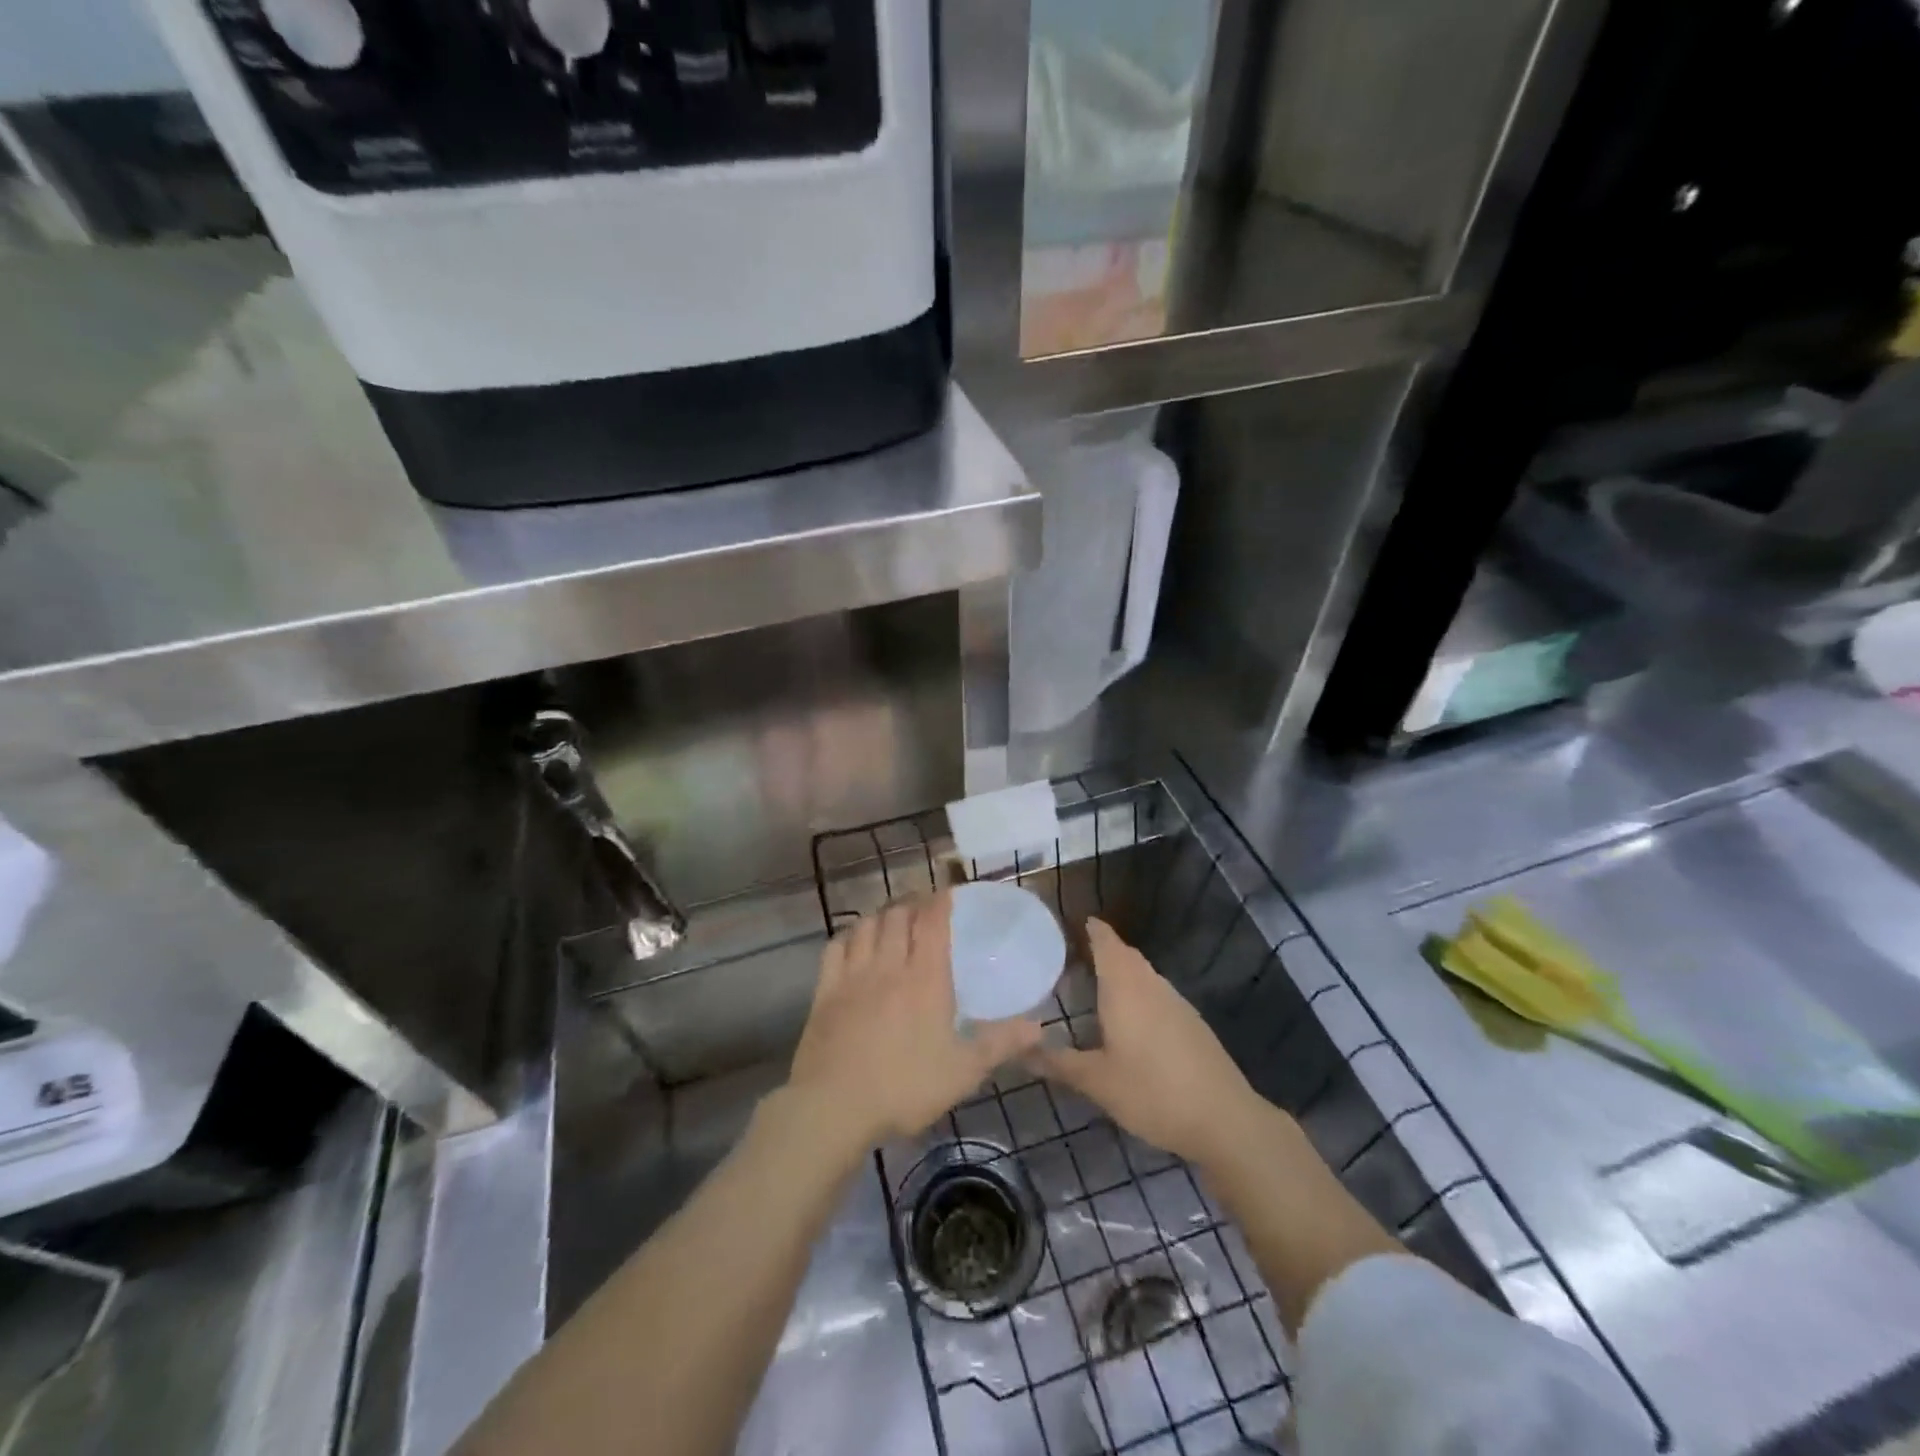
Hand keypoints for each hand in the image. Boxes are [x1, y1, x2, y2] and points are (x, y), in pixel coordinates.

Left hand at [785, 892, 1042, 1156]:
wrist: (834, 1107)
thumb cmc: (906, 1087)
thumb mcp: (963, 1071)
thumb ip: (1001, 1043)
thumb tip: (1039, 1026)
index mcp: (925, 977)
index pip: (932, 921)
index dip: (940, 901)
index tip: (948, 893)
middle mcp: (889, 965)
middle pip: (898, 915)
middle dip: (912, 902)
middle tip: (923, 906)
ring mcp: (852, 974)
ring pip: (866, 925)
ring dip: (882, 915)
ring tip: (892, 919)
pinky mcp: (825, 990)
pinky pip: (836, 946)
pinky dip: (849, 935)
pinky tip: (854, 941)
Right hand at [1029, 918, 1272, 1169]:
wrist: (1224, 1119)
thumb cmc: (1152, 1092)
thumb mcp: (1096, 1082)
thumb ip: (1057, 1063)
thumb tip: (1018, 1049)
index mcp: (1125, 988)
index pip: (1106, 943)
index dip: (1091, 929)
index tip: (1071, 922)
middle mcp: (1151, 985)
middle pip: (1126, 955)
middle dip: (1103, 949)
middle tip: (1073, 955)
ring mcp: (1176, 1002)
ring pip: (1144, 974)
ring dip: (1122, 971)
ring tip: (1096, 983)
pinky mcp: (1192, 1023)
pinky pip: (1157, 993)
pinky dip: (1138, 992)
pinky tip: (1131, 1019)